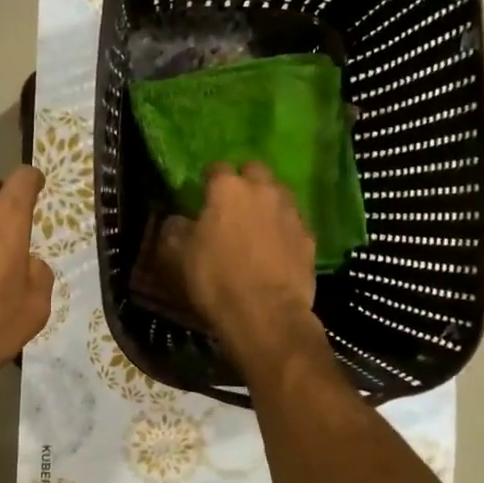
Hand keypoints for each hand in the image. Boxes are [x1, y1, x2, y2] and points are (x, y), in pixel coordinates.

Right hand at [162, 162, 317, 359]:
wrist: (266, 314)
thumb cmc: (215, 278)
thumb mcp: (176, 254)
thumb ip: (174, 228)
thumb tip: (178, 220)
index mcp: (228, 188)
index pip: (217, 167)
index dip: (208, 180)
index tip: (202, 194)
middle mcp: (263, 190)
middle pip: (255, 171)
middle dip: (244, 181)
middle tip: (232, 204)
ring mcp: (291, 213)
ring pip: (279, 194)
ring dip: (267, 202)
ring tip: (256, 224)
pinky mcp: (309, 238)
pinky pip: (293, 223)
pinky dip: (283, 229)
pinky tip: (275, 248)